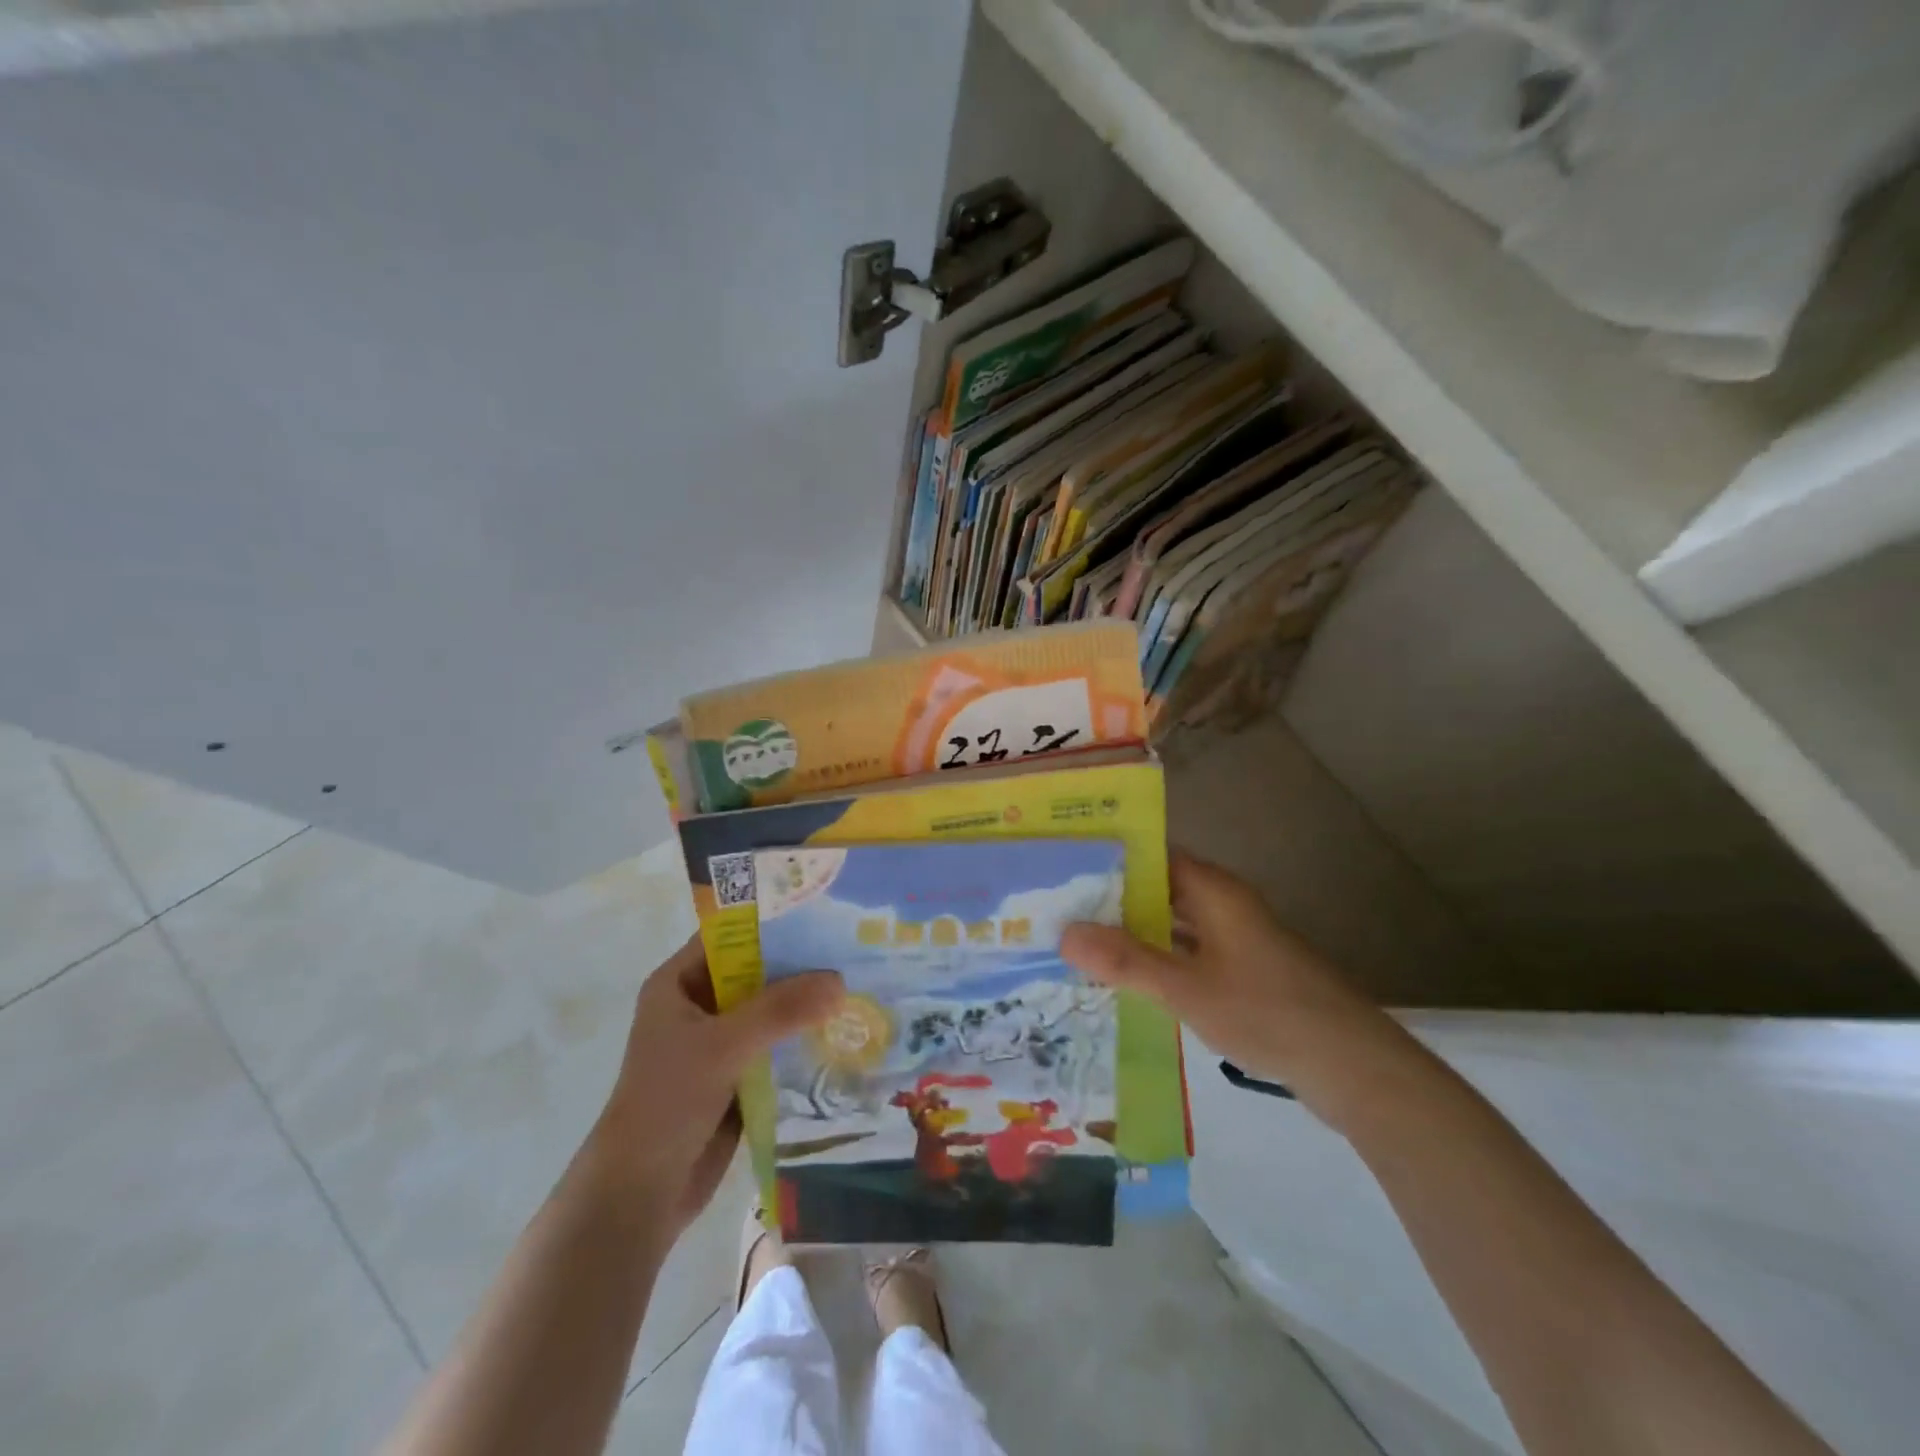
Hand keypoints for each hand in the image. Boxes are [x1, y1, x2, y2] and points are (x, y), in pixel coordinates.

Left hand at [592, 937, 842, 1234]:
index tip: (823, 915)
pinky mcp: (735, 1075)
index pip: (731, 936)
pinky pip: (774, 1045)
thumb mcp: (723, 1045)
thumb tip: (839, 981)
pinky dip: (802, 1039)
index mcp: (678, 983)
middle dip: (799, 966)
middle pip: (755, 972)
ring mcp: (717, 1041)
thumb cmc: (668, 1102)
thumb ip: (781, 1010)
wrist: (640, 1194)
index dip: (773, 923)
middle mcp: (698, 1005)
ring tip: (858, 986)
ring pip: (769, 1010)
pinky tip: (843, 1031)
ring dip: (805, 1004)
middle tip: (851, 951)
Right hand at [1059, 850, 1397, 1107]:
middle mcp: (1224, 906)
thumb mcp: (1187, 989)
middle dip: (1113, 898)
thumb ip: (1126, 961)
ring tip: (1079, 942)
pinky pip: (1188, 954)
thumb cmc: (1267, 1012)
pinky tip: (1126, 980)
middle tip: (1058, 908)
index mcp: (1214, 892)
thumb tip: (1063, 933)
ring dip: (1134, 932)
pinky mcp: (1243, 974)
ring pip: (1173, 924)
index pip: (1154, 855)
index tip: (1064, 865)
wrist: (1353, 1067)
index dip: (1111, 857)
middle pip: (1160, 889)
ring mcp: (1236, 941)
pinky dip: (1158, 960)